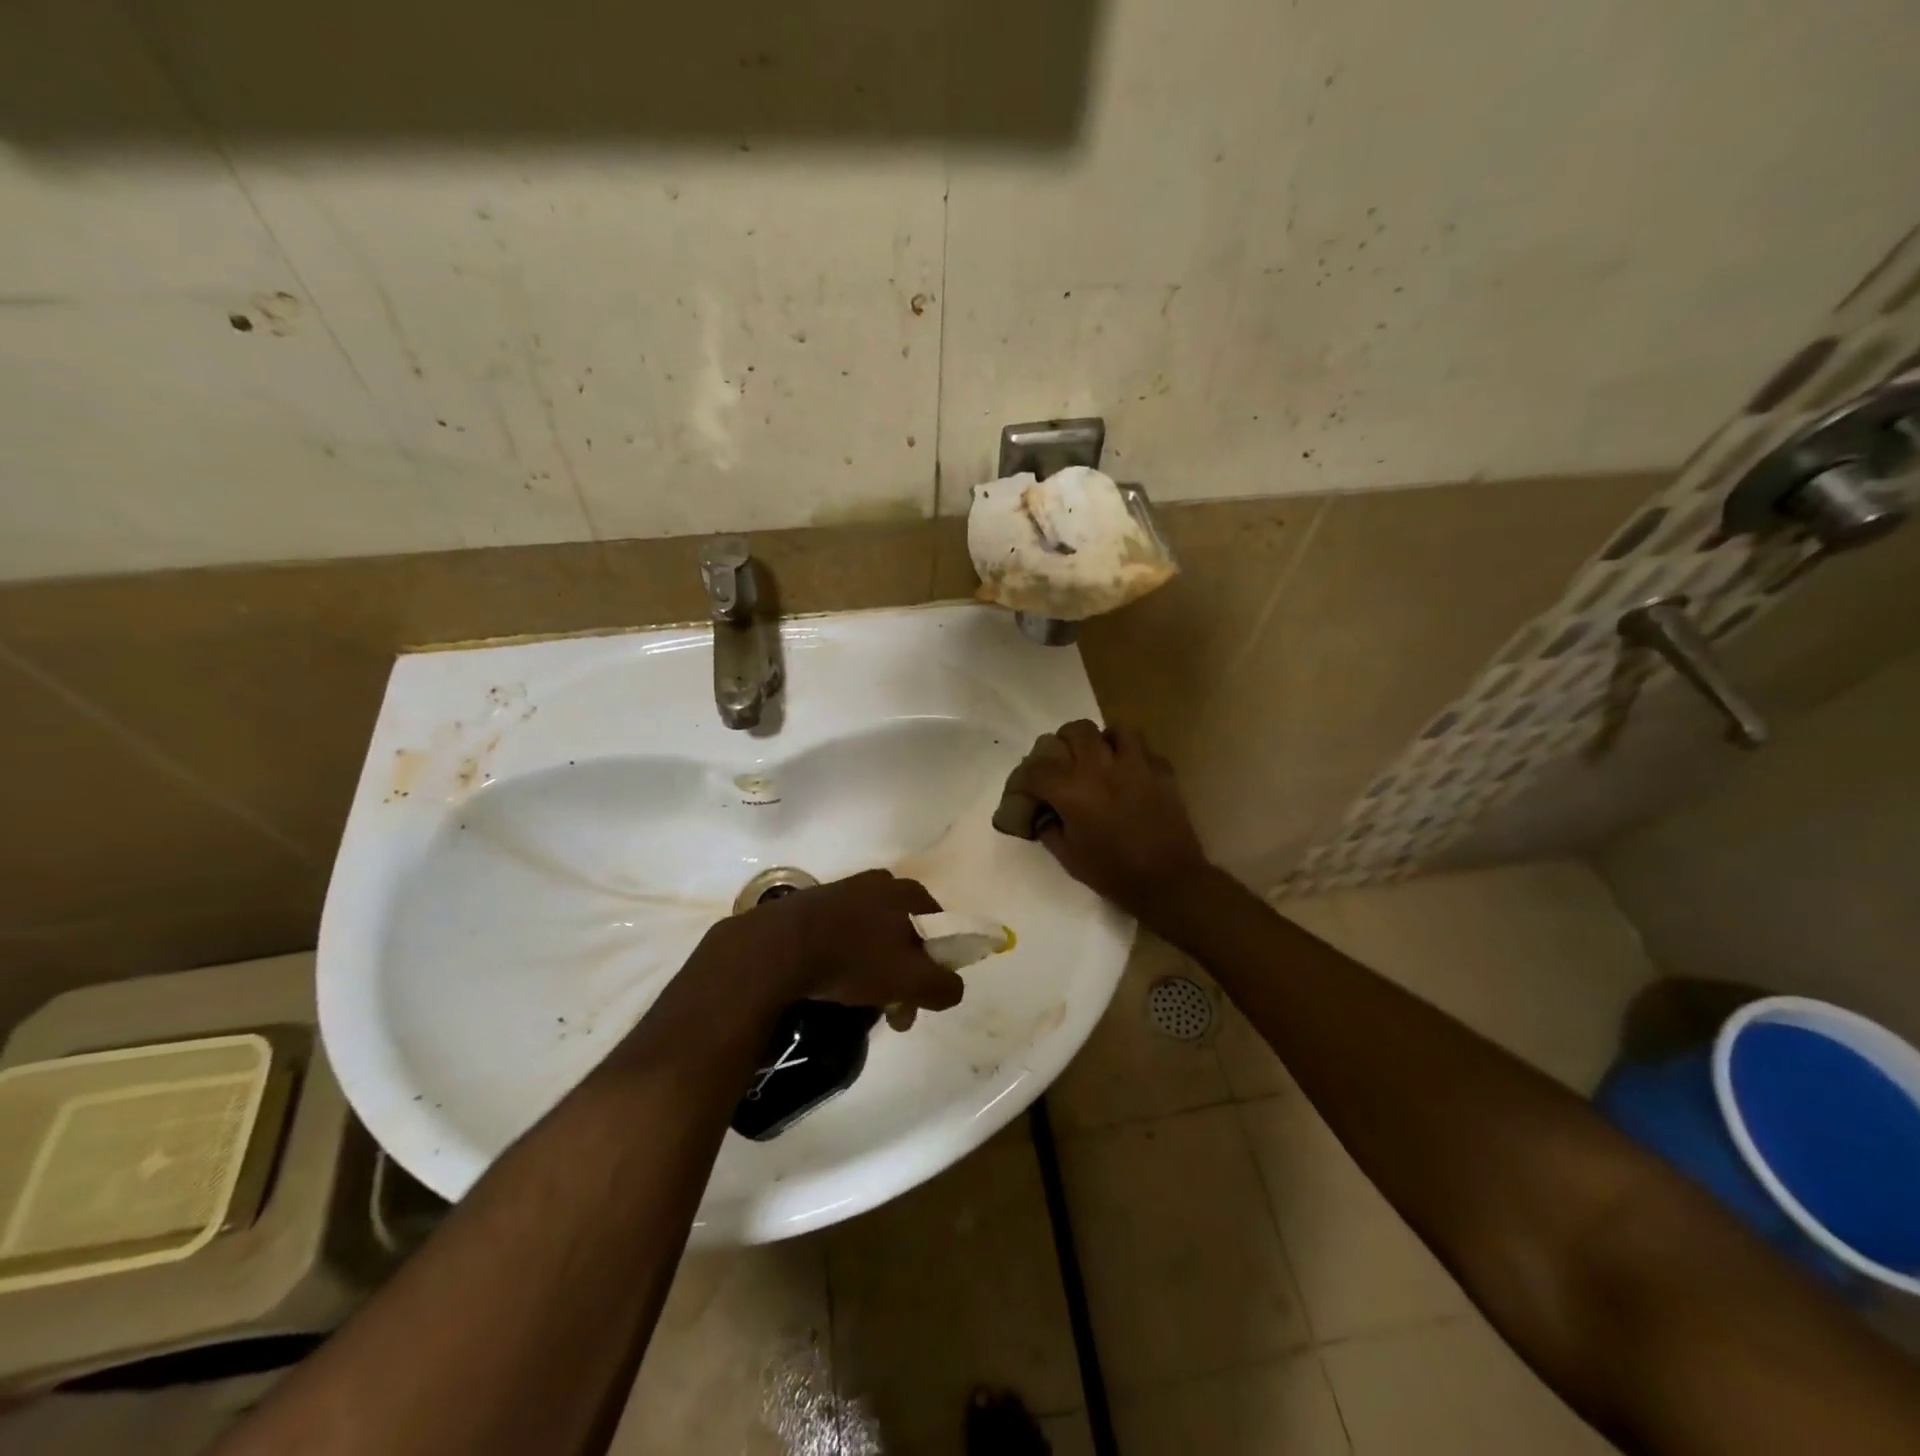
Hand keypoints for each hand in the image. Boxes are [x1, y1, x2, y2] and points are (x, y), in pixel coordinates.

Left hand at [712, 869, 964, 1020]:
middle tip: (893, 1013)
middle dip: (905, 976)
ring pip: (874, 937)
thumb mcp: (911, 980)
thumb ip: (944, 986)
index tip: (922, 998)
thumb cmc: (853, 958)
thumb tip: (953, 988)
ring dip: (876, 972)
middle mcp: (879, 883)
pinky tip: (833, 985)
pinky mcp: (812, 905)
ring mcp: (843, 890)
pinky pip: (843, 936)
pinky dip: (846, 960)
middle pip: (906, 934)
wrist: (776, 948)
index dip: (938, 965)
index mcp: (907, 892)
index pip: (940, 927)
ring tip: (861, 1005)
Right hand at [1007, 720, 1214, 920]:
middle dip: (1063, 743)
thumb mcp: (1068, 857)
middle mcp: (1101, 767)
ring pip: (1115, 730)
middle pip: (1076, 731)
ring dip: (1102, 741)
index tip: (1025, 789)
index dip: (1025, 778)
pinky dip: (1132, 756)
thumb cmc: (1113, 872)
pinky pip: (1143, 749)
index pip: (1037, 769)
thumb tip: (1044, 813)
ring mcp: (1136, 765)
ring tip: (1099, 759)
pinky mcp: (1162, 771)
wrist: (1169, 882)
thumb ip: (1049, 828)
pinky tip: (1129, 774)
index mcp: (1073, 790)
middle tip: (1063, 762)